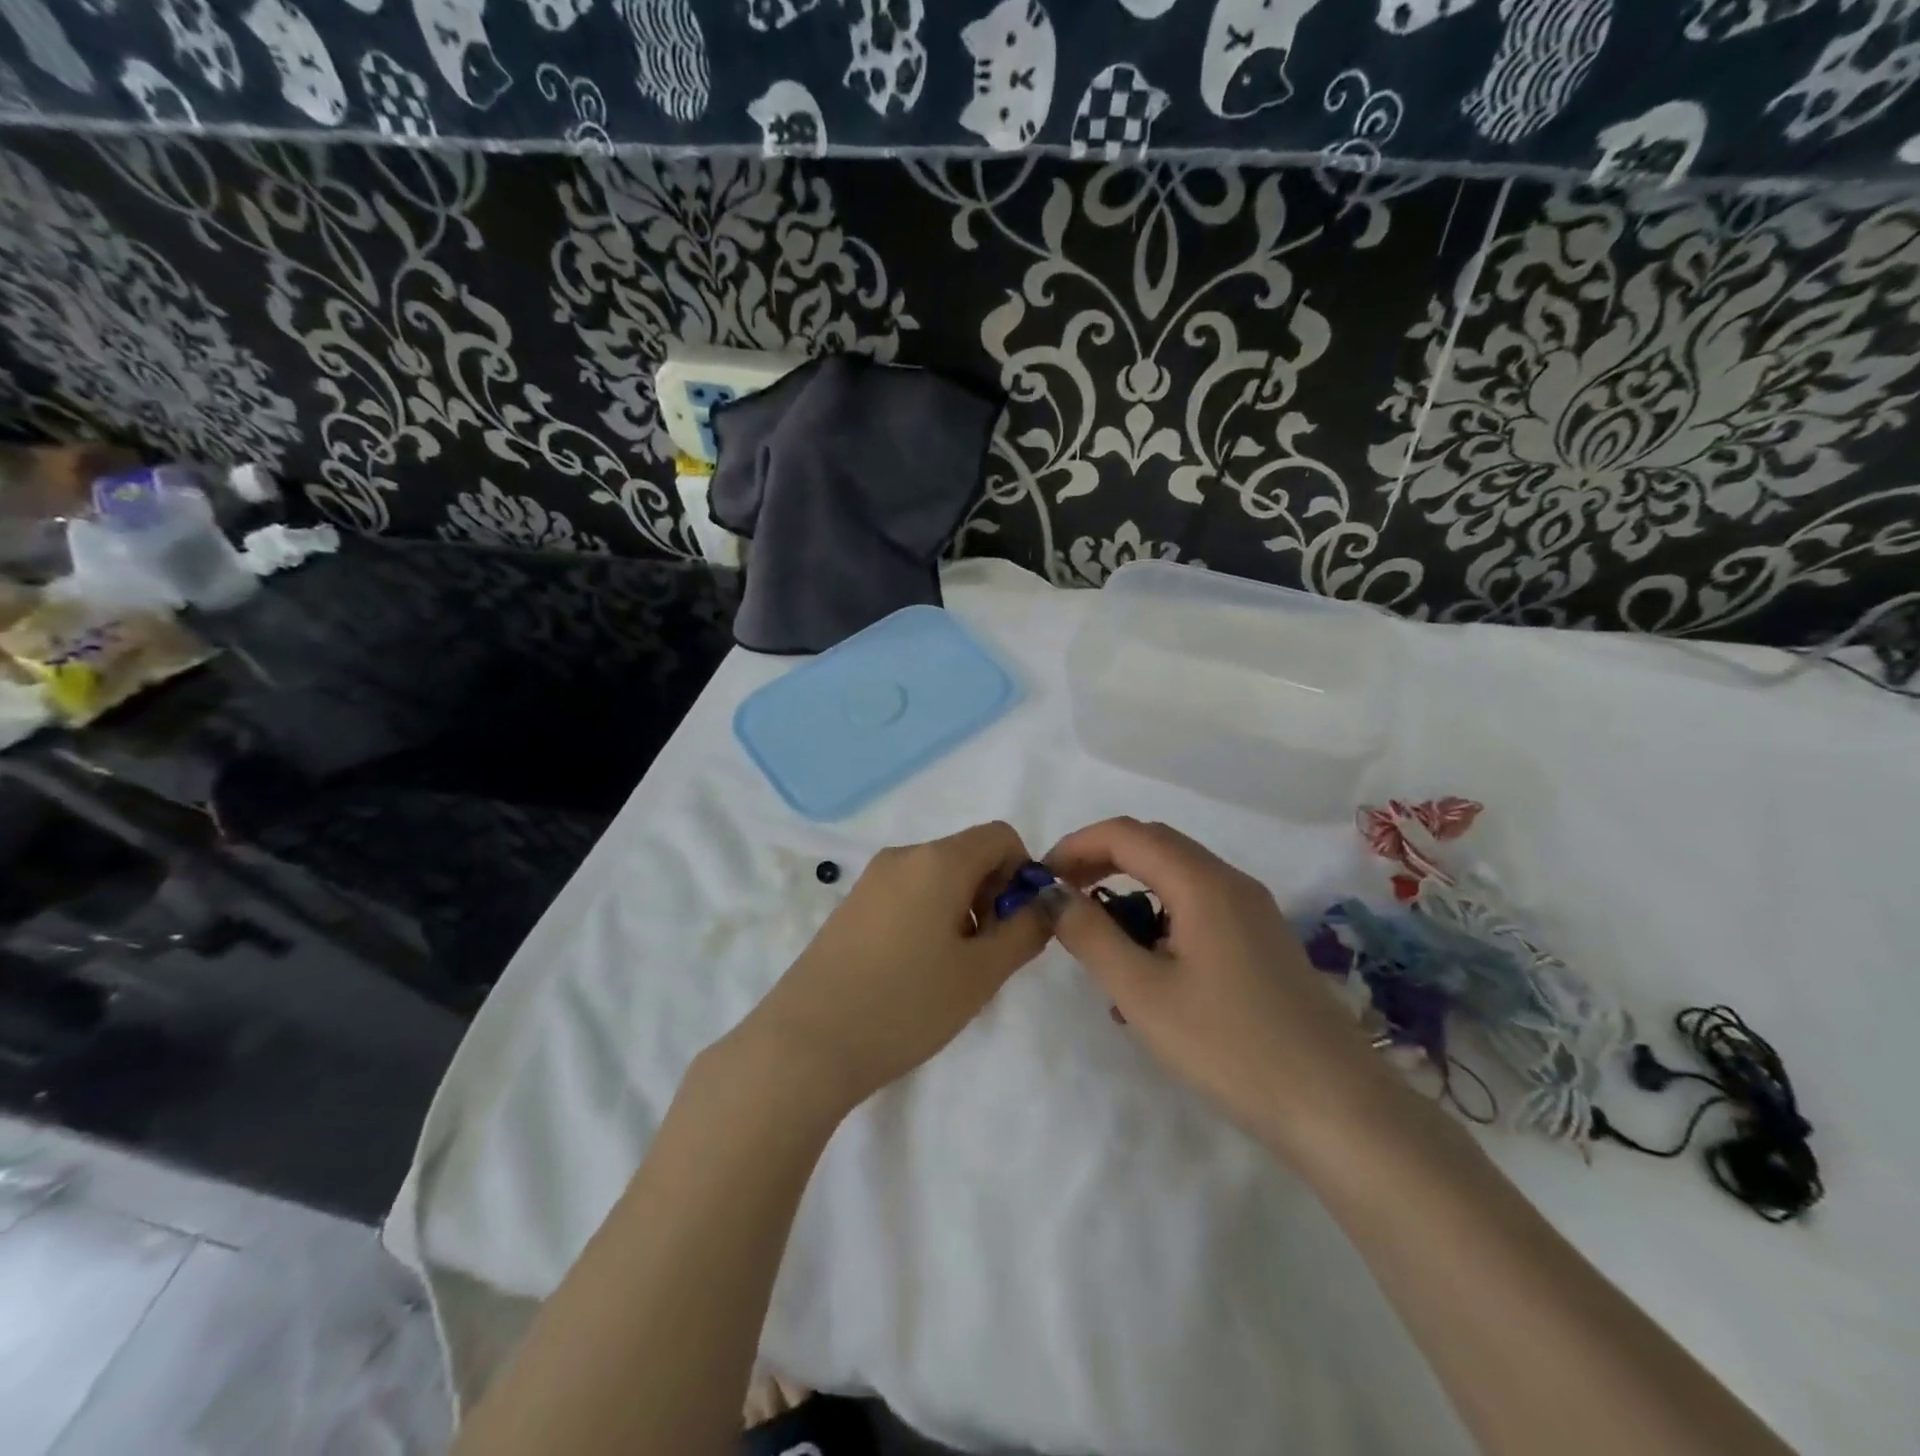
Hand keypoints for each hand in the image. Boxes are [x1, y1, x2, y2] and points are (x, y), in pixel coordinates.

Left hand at [745, 822, 1053, 1116]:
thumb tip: (1044, 902)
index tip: (1018, 923)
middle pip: (968, 854)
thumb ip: (1025, 931)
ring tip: (952, 971)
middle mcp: (903, 856)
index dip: (1023, 872)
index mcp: (938, 860)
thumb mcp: (981, 974)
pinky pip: (907, 894)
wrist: (806, 1043)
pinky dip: (929, 917)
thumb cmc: (906, 1005)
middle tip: (988, 955)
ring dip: (962, 909)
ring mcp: (871, 879)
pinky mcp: (851, 905)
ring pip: (938, 877)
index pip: (1000, 836)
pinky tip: (916, 971)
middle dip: (992, 894)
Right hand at [1046, 817, 1389, 1153]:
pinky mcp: (1262, 942)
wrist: (1338, 1108)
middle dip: (1100, 862)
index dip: (1076, 845)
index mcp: (1202, 882)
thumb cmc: (1230, 1046)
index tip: (1041, 879)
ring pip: (1176, 879)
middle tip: (1063, 900)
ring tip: (1100, 943)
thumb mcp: (1143, 993)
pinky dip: (1160, 920)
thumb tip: (1052, 894)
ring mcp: (1253, 912)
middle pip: (1153, 846)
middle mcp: (1231, 883)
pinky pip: (1199, 910)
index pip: (1126, 833)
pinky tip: (1147, 975)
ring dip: (1130, 893)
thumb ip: (1091, 935)